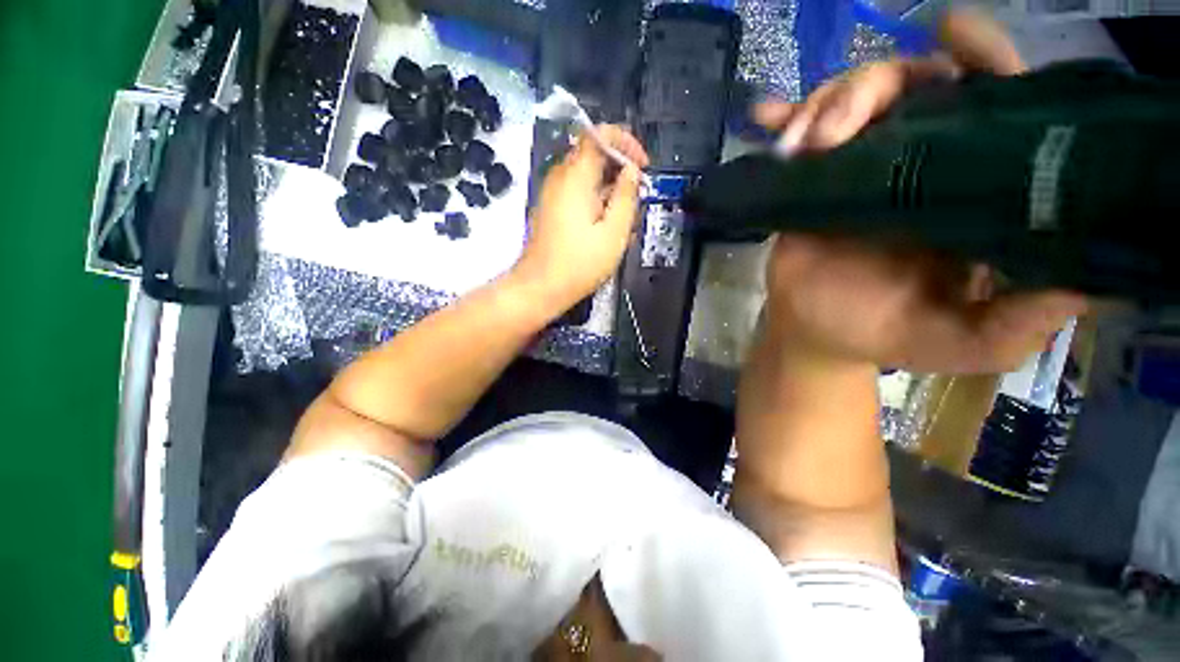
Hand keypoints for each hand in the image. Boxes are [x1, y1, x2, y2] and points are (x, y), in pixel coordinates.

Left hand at [513, 125, 649, 309]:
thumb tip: (631, 172)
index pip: (599, 135)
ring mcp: (552, 194)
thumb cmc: (579, 263)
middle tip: (637, 198)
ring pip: (587, 178)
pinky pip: (577, 195)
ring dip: (609, 192)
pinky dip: (595, 203)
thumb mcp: (613, 232)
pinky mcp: (551, 210)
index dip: (626, 142)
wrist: (541, 287)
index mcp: (575, 177)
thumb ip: (626, 196)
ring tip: (624, 222)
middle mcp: (560, 178)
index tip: (642, 166)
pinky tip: (606, 229)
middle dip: (620, 172)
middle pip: (594, 157)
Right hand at [753, 9, 1086, 372]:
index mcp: (971, 190)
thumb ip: (1020, 321)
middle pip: (911, 86)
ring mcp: (862, 171)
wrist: (817, 337)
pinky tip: (766, 117)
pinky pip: (800, 140)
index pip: (993, 105)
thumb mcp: (968, 342)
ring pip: (852, 102)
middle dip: (872, 87)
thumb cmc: (890, 337)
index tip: (955, 36)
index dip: (983, 62)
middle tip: (834, 132)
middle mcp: (922, 164)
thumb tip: (1085, 281)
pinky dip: (783, 123)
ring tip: (798, 148)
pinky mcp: (815, 185)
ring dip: (822, 108)